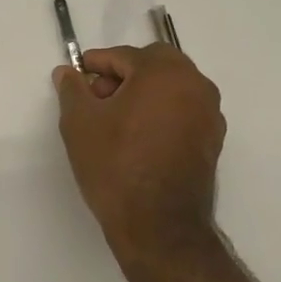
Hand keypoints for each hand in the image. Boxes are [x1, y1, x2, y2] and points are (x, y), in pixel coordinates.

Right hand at [53, 45, 225, 271]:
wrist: (158, 225)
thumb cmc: (115, 165)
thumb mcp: (79, 123)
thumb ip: (72, 89)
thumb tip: (67, 72)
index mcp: (165, 73)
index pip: (123, 56)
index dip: (95, 65)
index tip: (76, 79)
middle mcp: (195, 85)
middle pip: (154, 65)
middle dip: (124, 75)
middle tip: (97, 100)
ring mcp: (209, 114)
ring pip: (171, 88)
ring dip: (144, 93)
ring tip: (115, 122)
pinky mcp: (212, 140)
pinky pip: (183, 111)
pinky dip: (161, 113)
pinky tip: (138, 138)